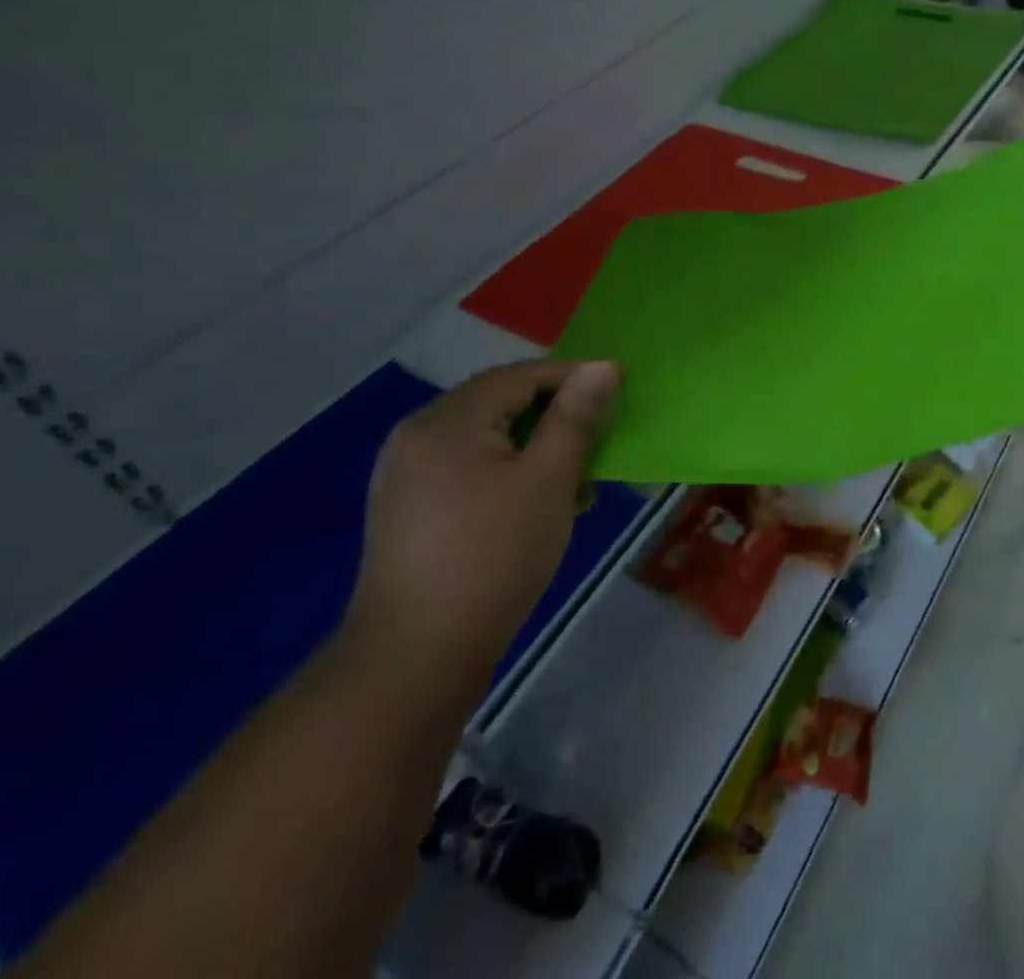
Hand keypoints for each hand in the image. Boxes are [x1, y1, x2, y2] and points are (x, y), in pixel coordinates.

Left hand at [346, 360, 619, 693]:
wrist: (416, 658)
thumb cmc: (495, 556)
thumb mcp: (549, 479)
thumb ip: (576, 416)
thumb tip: (603, 365)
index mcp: (448, 419)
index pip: (521, 375)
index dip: (574, 378)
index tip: (618, 394)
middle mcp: (418, 432)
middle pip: (501, 403)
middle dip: (556, 418)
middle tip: (599, 444)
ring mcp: (405, 472)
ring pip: (486, 438)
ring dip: (535, 448)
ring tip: (574, 483)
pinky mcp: (406, 506)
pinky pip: (466, 467)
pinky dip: (506, 473)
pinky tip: (534, 506)